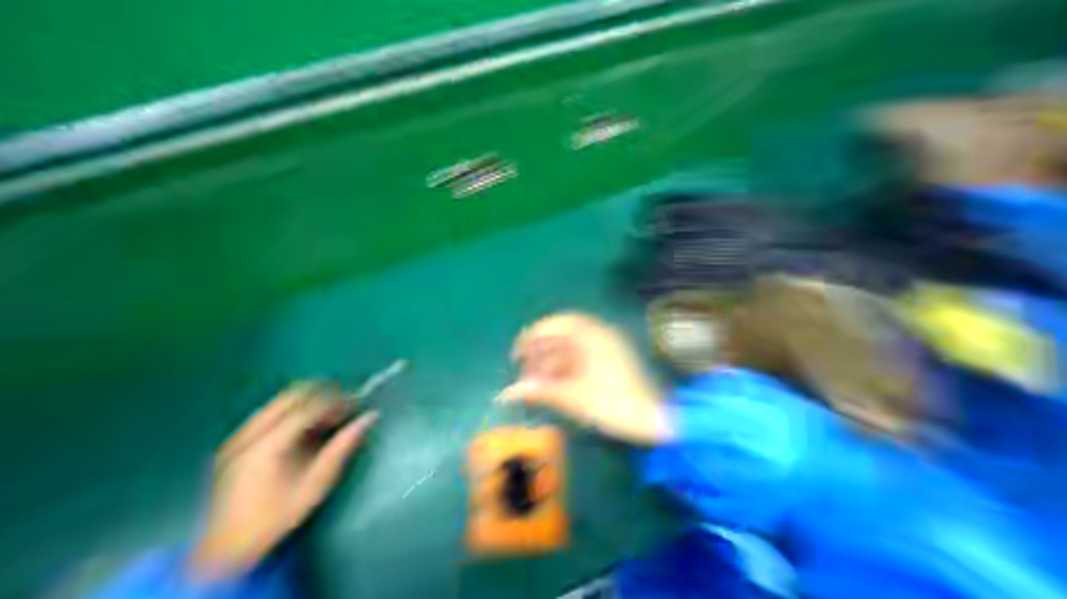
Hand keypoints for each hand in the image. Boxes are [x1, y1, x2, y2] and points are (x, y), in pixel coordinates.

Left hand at [191, 385, 378, 579]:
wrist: (222, 552)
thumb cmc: (277, 516)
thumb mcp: (317, 483)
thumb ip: (343, 445)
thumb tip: (371, 416)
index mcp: (267, 447)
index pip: (308, 407)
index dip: (336, 400)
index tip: (357, 401)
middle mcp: (248, 435)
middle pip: (291, 395)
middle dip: (323, 393)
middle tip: (344, 403)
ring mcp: (238, 437)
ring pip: (281, 399)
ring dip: (309, 399)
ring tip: (329, 413)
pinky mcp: (236, 441)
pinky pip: (271, 410)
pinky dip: (294, 409)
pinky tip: (306, 425)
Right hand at [499, 313, 664, 443]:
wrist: (656, 419)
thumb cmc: (615, 404)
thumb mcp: (574, 397)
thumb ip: (540, 391)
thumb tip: (507, 393)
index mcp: (591, 336)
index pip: (555, 323)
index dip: (532, 335)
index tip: (517, 353)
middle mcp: (597, 335)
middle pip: (559, 337)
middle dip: (538, 353)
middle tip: (523, 371)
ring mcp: (602, 348)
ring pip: (567, 349)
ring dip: (549, 363)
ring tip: (534, 383)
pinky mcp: (605, 361)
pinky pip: (577, 359)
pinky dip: (562, 369)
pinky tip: (551, 384)